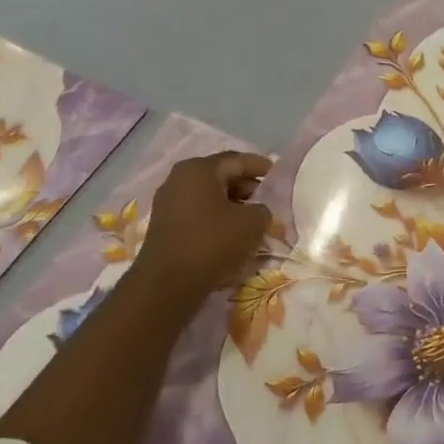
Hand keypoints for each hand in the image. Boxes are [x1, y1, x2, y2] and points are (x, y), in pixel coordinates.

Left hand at [134, 152, 272, 310]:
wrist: (168, 283)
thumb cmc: (213, 243)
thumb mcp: (252, 223)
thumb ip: (263, 209)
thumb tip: (258, 212)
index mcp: (199, 170)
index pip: (237, 160)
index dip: (260, 166)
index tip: (278, 175)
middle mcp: (179, 180)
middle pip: (221, 176)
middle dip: (247, 187)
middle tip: (269, 200)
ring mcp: (168, 203)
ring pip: (209, 196)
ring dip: (233, 205)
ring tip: (255, 219)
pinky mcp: (165, 225)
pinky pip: (199, 213)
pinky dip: (218, 218)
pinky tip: (233, 234)